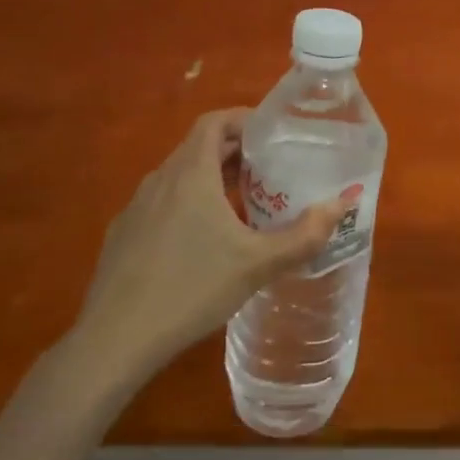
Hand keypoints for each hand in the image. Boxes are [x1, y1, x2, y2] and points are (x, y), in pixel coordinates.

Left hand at [66, 108, 342, 385]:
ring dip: (213, 180)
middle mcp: (160, 180)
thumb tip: (344, 204)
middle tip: (271, 171)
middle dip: (236, 153)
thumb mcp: (258, 264)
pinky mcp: (123, 235)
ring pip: (180, 177)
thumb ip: (305, 235)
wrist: (115, 340)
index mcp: (190, 173)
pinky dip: (189, 204)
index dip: (243, 119)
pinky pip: (163, 203)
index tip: (273, 133)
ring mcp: (136, 208)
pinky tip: (204, 243)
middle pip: (200, 148)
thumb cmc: (192, 289)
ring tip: (244, 205)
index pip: (214, 122)